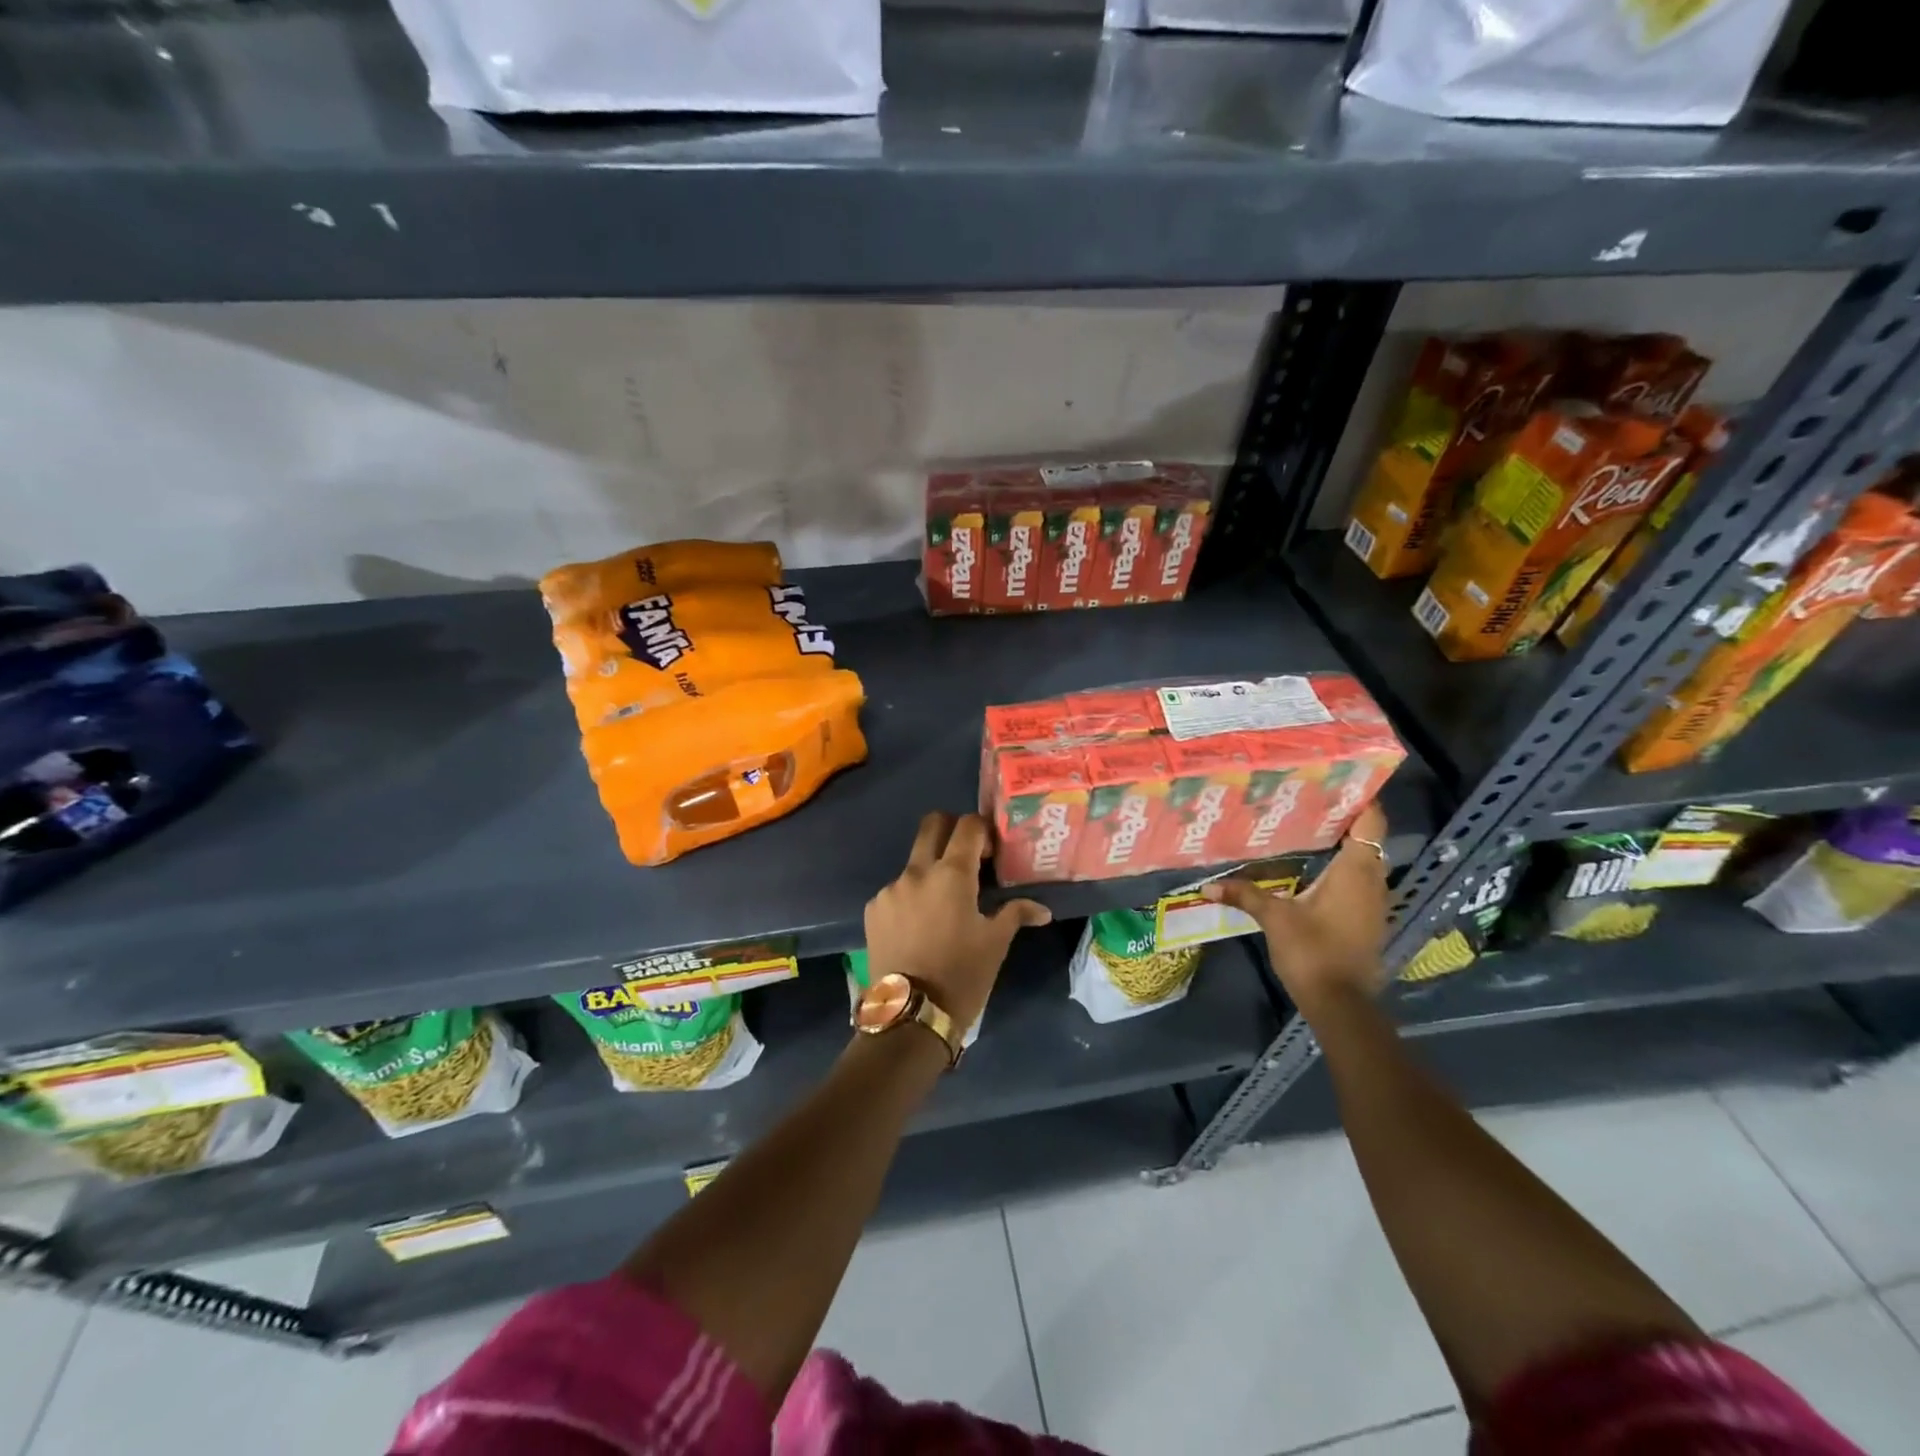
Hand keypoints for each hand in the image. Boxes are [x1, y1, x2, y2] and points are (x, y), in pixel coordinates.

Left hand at [865, 812, 1051, 1031]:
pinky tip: (919, 927)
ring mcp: (890, 889)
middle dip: (951, 830)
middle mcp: (916, 872)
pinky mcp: (872, 909)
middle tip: (966, 858)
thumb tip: (1042, 909)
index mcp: (951, 874)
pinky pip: (896, 890)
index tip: (991, 854)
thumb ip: (1016, 913)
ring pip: (913, 862)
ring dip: (931, 871)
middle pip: (932, 825)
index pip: (968, 825)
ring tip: (942, 907)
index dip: (983, 831)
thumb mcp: (995, 944)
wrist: (910, 1016)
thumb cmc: (962, 975)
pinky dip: (911, 898)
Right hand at [1202, 804, 1391, 1015]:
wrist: (1341, 1004)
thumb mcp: (1275, 919)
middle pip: (1367, 838)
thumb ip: (1245, 895)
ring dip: (1341, 844)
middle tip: (1307, 798)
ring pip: (1363, 860)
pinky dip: (1340, 867)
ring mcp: (1373, 902)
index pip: (1371, 822)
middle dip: (1342, 817)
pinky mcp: (1366, 920)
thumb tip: (1208, 885)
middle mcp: (1372, 881)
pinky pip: (1358, 880)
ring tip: (1305, 826)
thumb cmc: (1313, 952)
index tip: (1338, 778)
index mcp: (1356, 870)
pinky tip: (1311, 868)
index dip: (1361, 797)